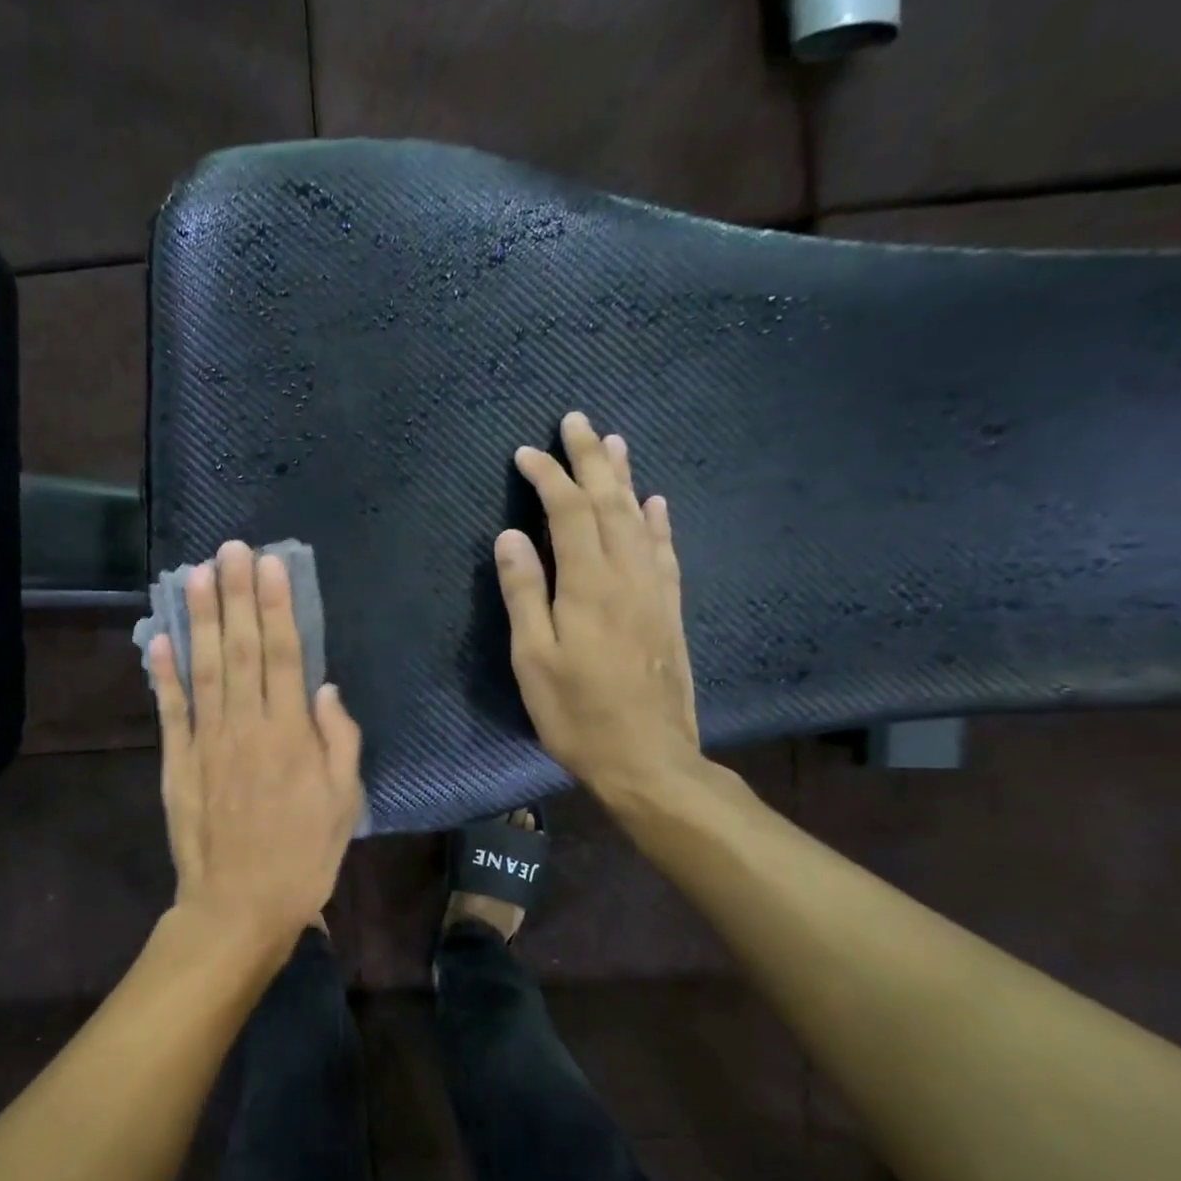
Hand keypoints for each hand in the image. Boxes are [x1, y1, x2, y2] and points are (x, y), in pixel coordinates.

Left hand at [149, 541, 363, 959]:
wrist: (239, 907)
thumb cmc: (303, 856)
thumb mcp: (343, 803)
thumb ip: (339, 741)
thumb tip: (325, 689)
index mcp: (291, 735)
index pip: (284, 655)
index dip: (276, 607)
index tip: (269, 565)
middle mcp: (246, 726)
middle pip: (240, 649)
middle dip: (236, 595)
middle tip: (230, 548)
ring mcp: (206, 741)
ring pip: (203, 668)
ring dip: (198, 619)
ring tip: (196, 574)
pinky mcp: (177, 761)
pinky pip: (169, 710)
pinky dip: (161, 673)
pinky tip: (157, 637)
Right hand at [496, 411, 701, 807]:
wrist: (648, 758)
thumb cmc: (577, 713)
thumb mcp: (533, 659)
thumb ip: (524, 593)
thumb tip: (511, 535)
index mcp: (589, 584)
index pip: (568, 512)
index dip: (548, 477)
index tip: (525, 453)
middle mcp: (628, 574)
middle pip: (609, 502)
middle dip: (590, 459)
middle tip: (577, 421)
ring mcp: (655, 591)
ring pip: (640, 518)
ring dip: (624, 478)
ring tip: (614, 443)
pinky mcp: (669, 610)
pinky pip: (665, 551)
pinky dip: (658, 520)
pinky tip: (655, 503)